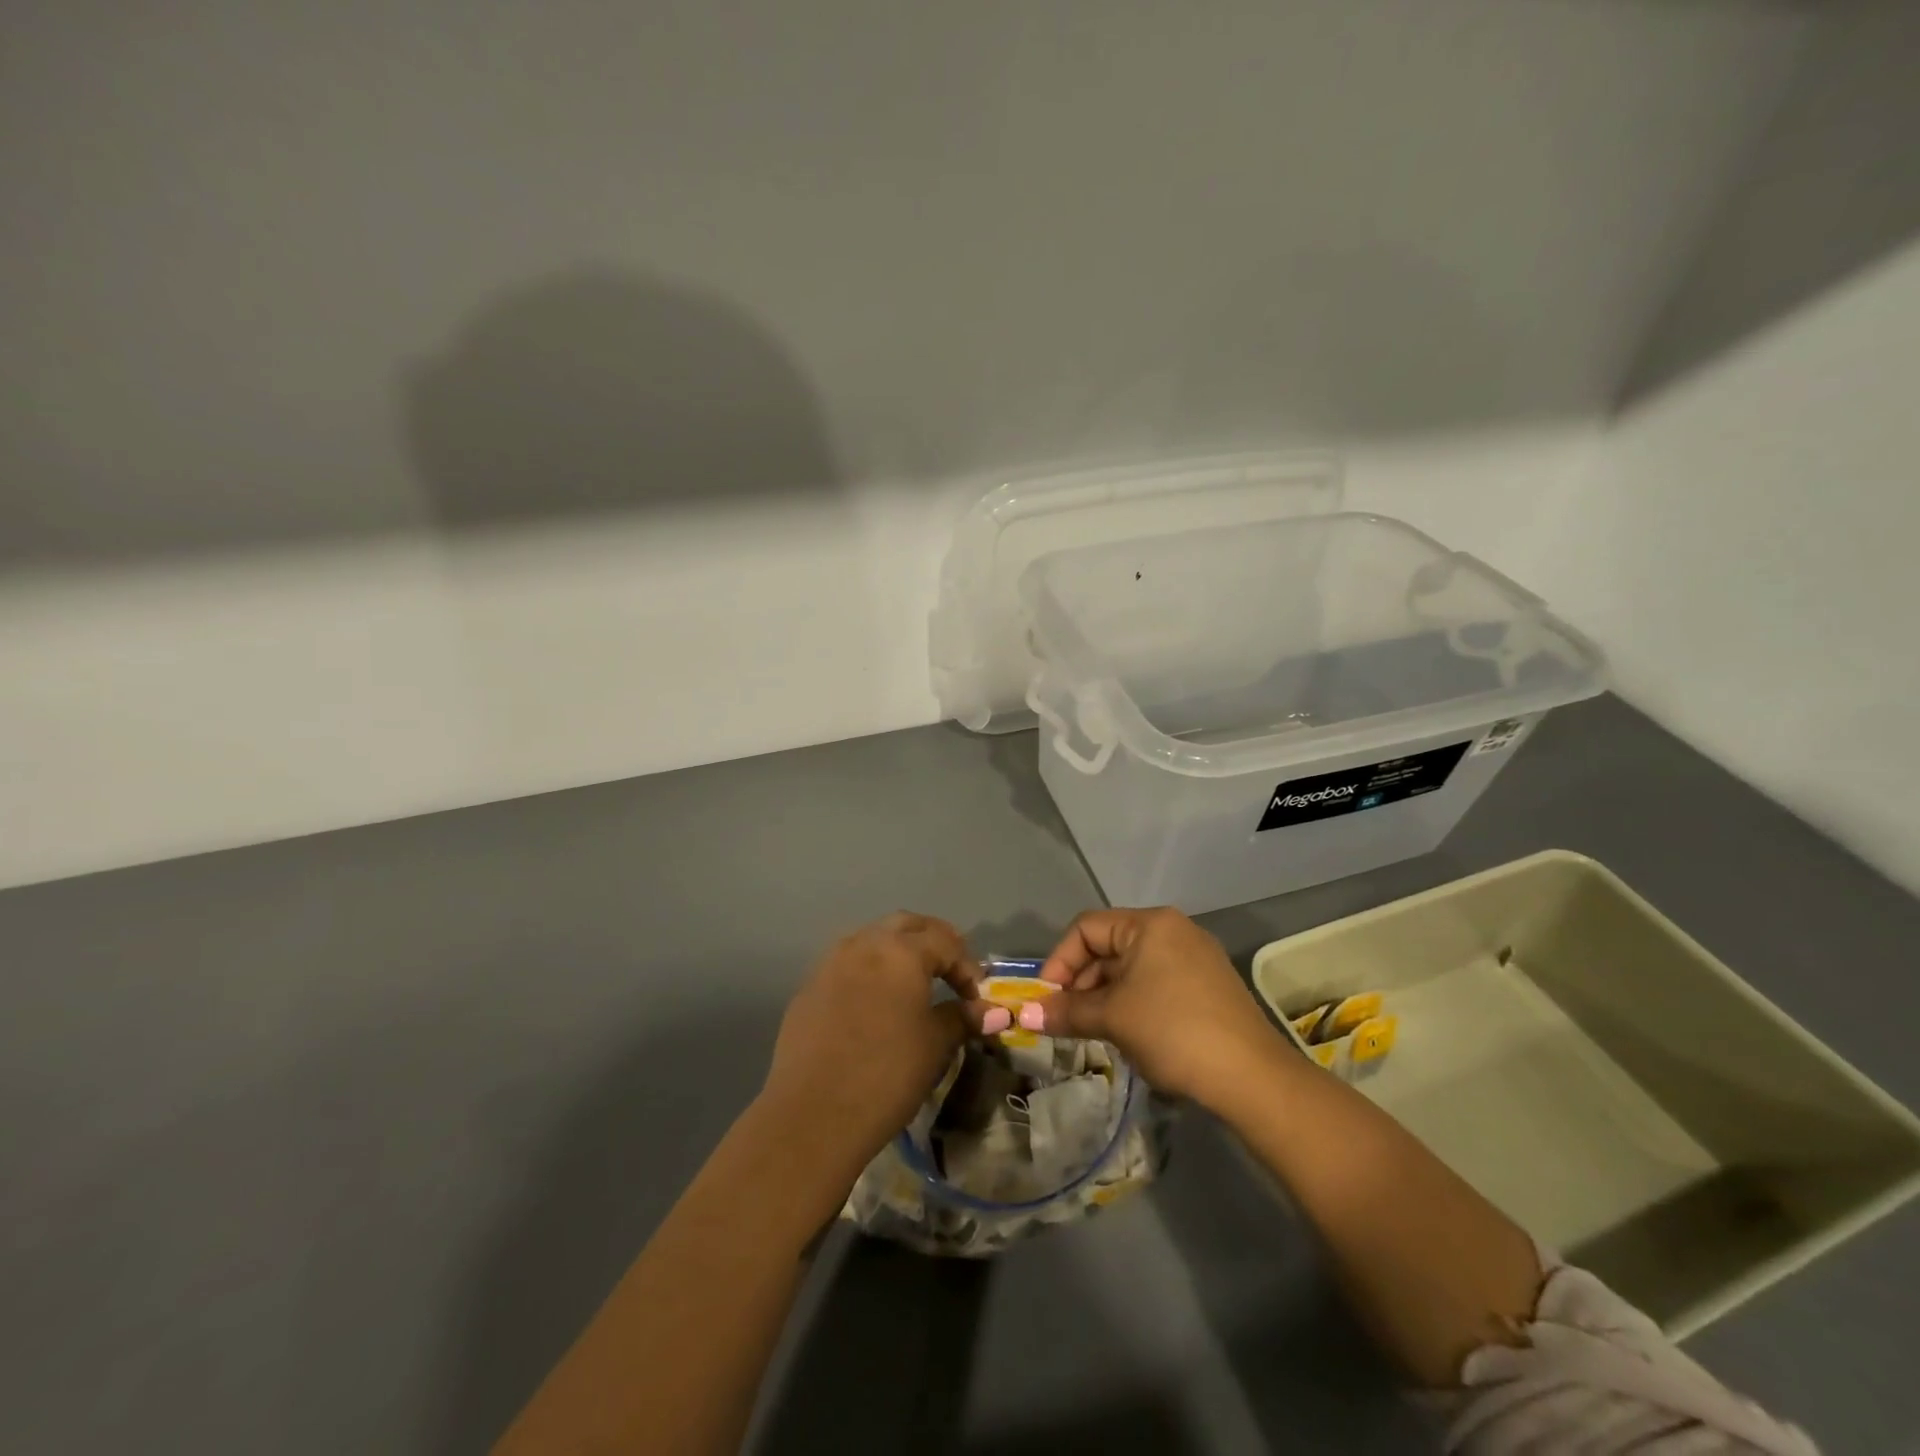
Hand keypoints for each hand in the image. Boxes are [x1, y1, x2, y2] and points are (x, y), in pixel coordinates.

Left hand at [762, 913, 995, 1167]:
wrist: (812, 1115)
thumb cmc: (886, 1074)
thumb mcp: (935, 1045)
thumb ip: (962, 1018)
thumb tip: (991, 1012)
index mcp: (901, 951)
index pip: (946, 942)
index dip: (968, 967)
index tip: (978, 998)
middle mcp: (864, 944)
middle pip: (907, 925)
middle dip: (934, 942)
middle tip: (951, 971)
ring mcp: (831, 963)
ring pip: (872, 939)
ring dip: (898, 951)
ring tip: (914, 983)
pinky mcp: (809, 988)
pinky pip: (847, 964)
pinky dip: (869, 971)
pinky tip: (875, 1003)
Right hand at [1024, 907, 1285, 1108]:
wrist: (1252, 1077)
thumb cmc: (1172, 1031)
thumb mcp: (1112, 1018)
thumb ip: (1067, 1011)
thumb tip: (1024, 1014)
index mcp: (1150, 924)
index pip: (1086, 929)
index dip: (1059, 962)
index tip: (1047, 1000)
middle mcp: (1173, 930)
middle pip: (1109, 946)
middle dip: (1081, 983)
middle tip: (1066, 1020)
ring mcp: (1195, 958)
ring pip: (1132, 969)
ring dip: (1105, 997)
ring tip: (1094, 1032)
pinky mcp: (1208, 986)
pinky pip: (1155, 983)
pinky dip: (1132, 1003)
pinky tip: (1129, 1035)